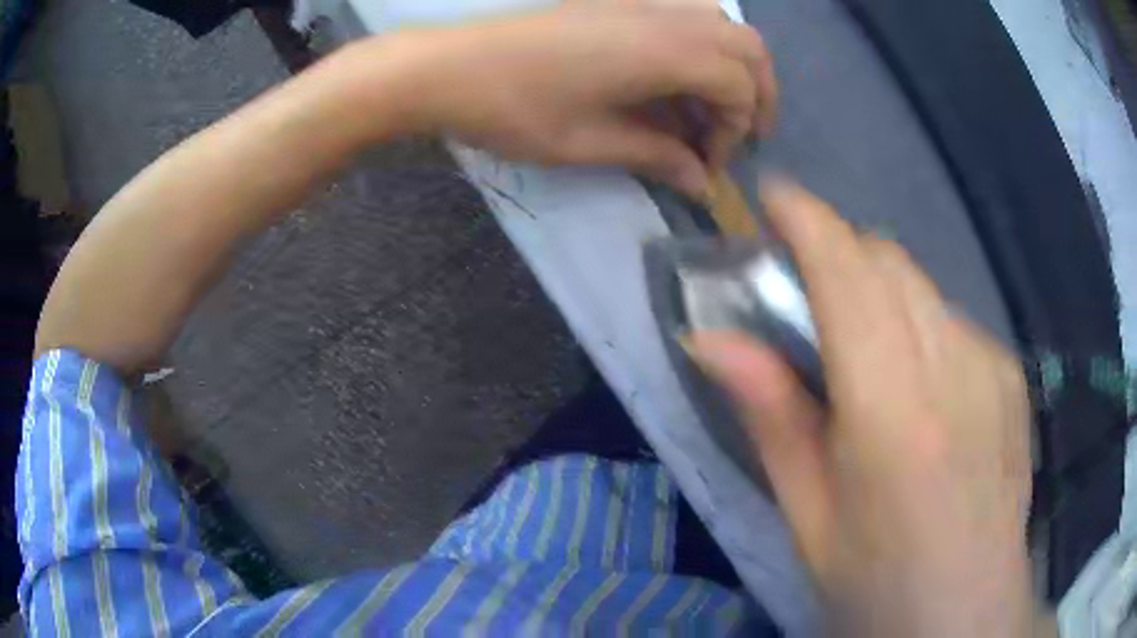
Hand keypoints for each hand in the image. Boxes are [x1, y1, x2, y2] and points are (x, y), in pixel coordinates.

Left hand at [359, 4, 775, 197]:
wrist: (449, 66)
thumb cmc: (514, 108)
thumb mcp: (588, 142)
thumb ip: (655, 155)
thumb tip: (700, 181)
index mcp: (663, 50)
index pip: (738, 86)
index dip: (736, 130)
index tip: (708, 164)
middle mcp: (665, 15)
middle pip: (747, 46)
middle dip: (756, 92)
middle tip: (740, 132)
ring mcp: (641, 0)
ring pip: (720, 22)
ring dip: (733, 64)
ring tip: (715, 104)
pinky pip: (686, 12)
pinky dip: (702, 44)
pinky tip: (679, 74)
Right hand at [688, 182, 1034, 635]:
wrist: (966, 610)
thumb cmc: (877, 580)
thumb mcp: (807, 516)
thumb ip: (769, 416)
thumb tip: (711, 338)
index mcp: (893, 410)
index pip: (849, 274)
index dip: (808, 221)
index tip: (773, 198)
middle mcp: (952, 365)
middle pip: (888, 261)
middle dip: (839, 255)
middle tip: (805, 298)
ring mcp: (991, 363)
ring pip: (921, 287)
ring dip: (880, 295)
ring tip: (865, 359)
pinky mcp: (1010, 373)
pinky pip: (952, 320)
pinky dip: (921, 328)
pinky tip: (922, 390)